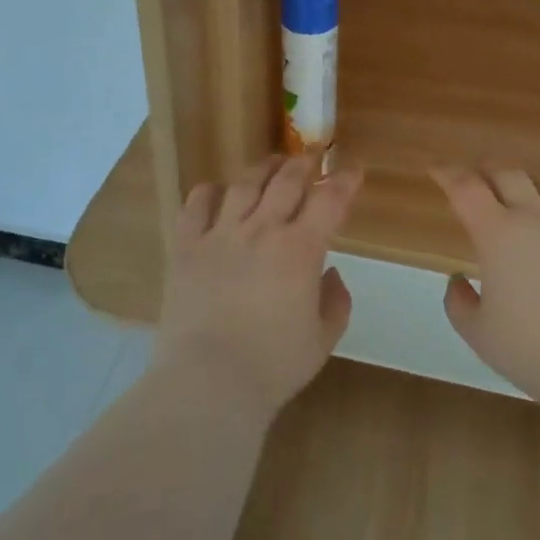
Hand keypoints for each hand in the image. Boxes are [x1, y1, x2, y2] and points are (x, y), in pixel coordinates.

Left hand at [154, 155, 360, 423]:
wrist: (208, 381)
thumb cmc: (273, 366)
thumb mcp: (322, 340)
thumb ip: (335, 302)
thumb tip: (331, 274)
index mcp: (300, 249)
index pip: (330, 199)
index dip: (345, 180)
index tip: (353, 168)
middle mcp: (262, 229)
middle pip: (287, 180)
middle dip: (305, 163)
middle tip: (312, 158)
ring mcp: (221, 233)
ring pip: (245, 183)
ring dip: (263, 168)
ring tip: (272, 164)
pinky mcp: (187, 246)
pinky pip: (197, 204)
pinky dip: (210, 192)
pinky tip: (218, 192)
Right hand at [435, 166, 539, 410]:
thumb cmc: (533, 348)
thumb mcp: (479, 334)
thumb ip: (459, 303)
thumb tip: (457, 280)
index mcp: (496, 233)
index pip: (465, 188)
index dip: (447, 173)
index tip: (435, 169)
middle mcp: (533, 217)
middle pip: (507, 173)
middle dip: (487, 169)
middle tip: (476, 176)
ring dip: (526, 185)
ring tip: (519, 193)